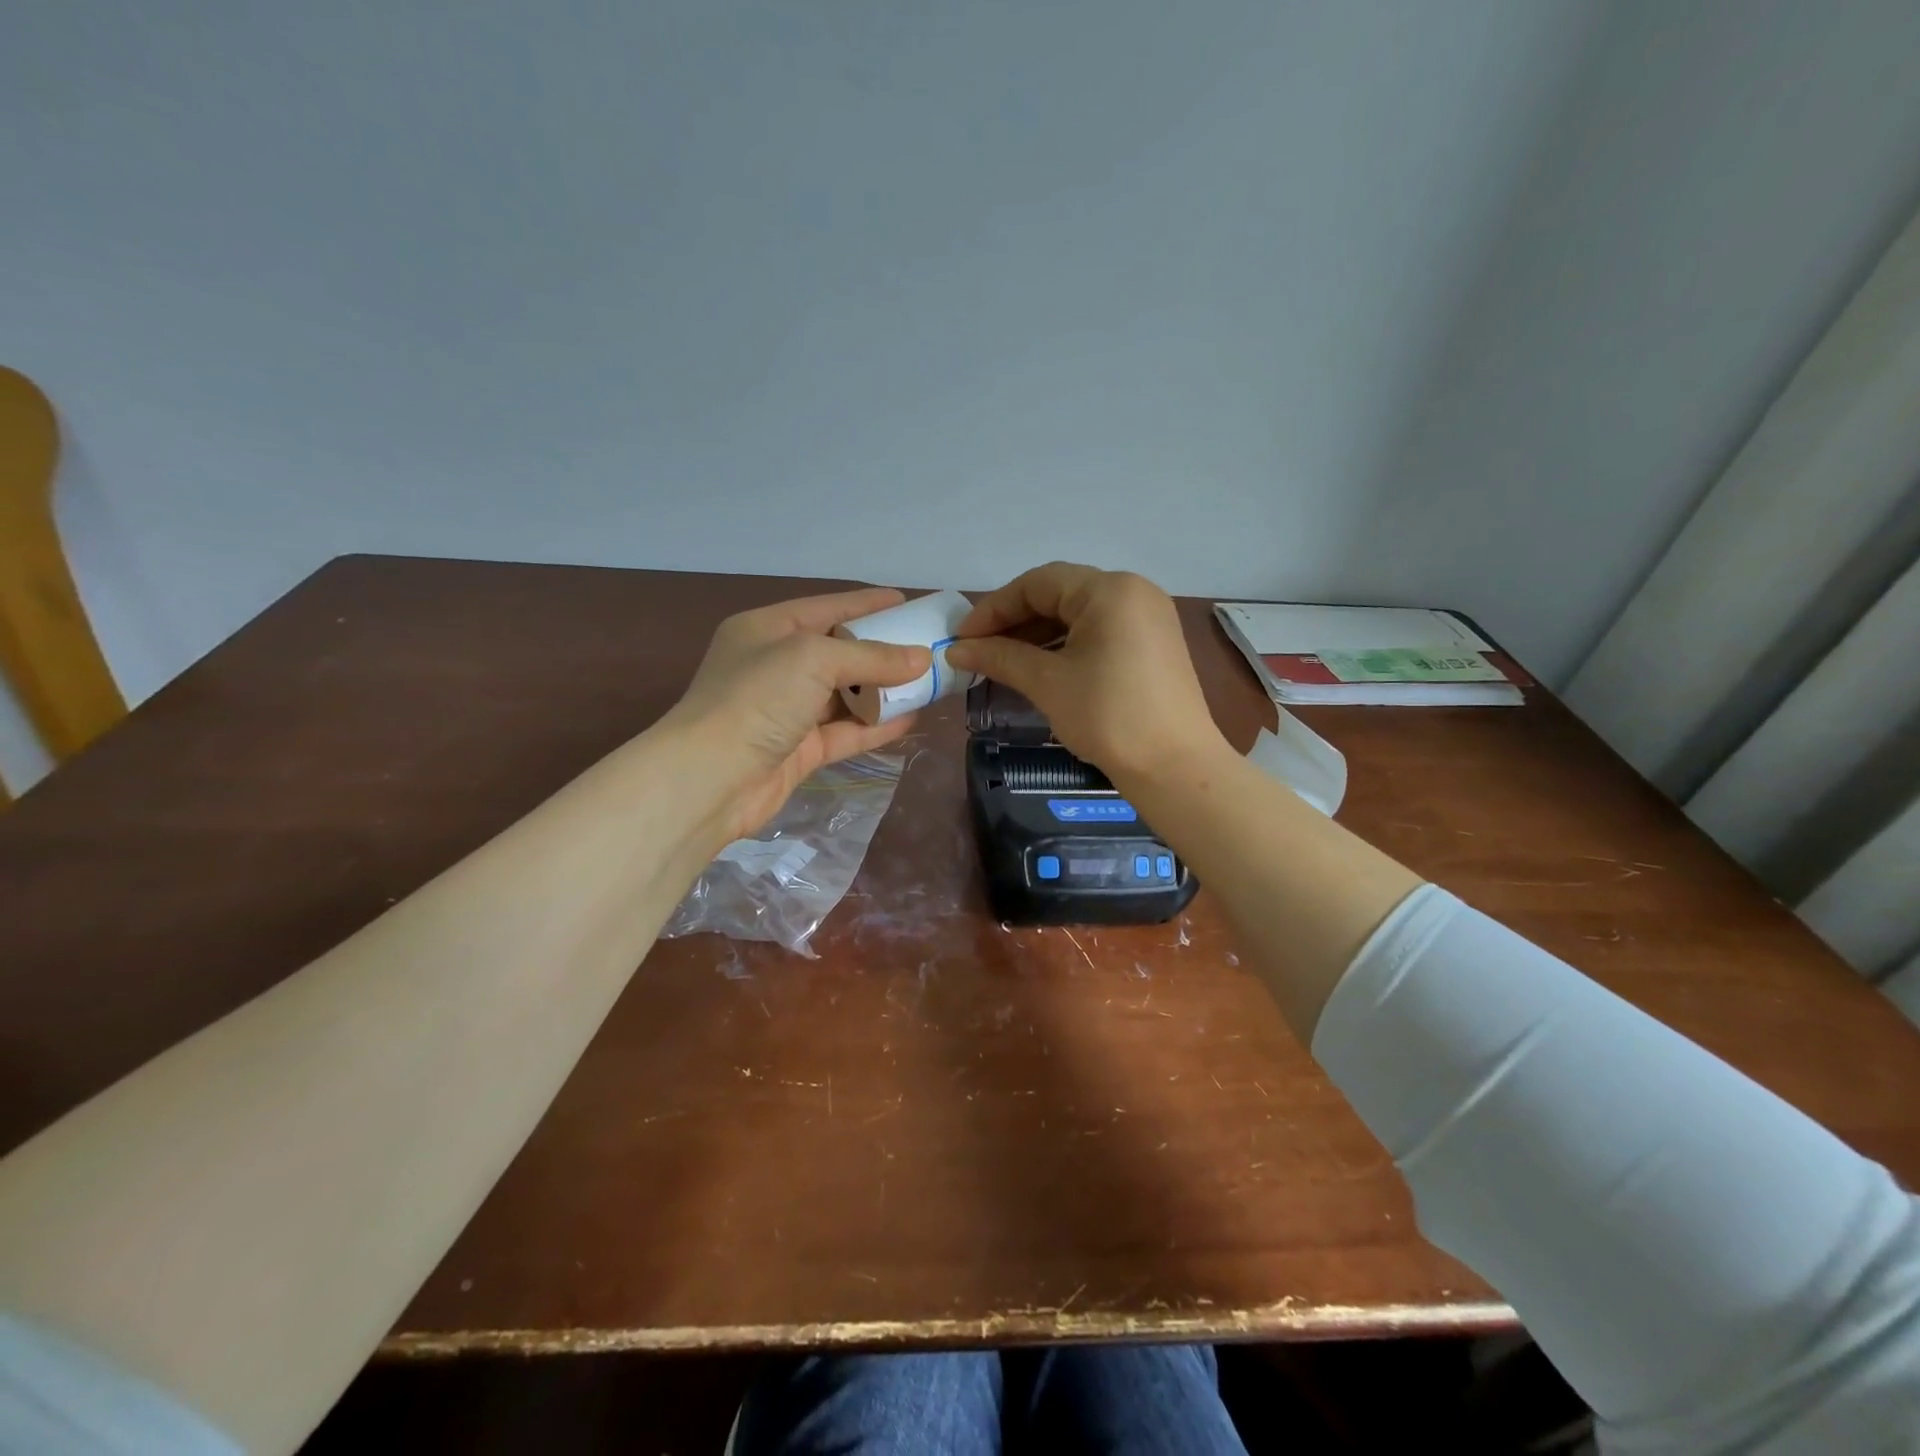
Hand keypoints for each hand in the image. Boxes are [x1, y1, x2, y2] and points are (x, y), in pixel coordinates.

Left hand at [662, 587, 930, 839]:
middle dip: (882, 650)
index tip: (907, 602)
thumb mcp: (813, 659)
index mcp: (767, 629)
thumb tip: (922, 659)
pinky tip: (910, 718)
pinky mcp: (798, 750)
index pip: (827, 609)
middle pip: (839, 652)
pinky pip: (845, 731)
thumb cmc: (757, 699)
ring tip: (928, 682)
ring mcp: (787, 711)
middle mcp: (775, 666)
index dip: (868, 605)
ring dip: (884, 690)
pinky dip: (876, 726)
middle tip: (927, 646)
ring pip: (845, 694)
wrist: (711, 778)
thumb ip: (870, 656)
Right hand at [945, 563, 1226, 786]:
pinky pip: (1099, 631)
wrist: (1174, 767)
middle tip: (978, 650)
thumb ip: (1000, 658)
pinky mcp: (1153, 644)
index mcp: (1109, 590)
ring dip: (1037, 634)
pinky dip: (1065, 645)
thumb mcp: (1048, 683)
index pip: (1038, 584)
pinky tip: (1039, 667)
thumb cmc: (1108, 717)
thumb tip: (955, 650)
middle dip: (1014, 621)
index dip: (994, 609)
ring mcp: (1148, 617)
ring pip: (1079, 614)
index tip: (962, 638)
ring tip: (1002, 661)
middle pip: (1059, 594)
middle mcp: (1133, 591)